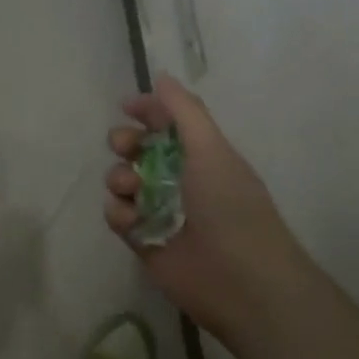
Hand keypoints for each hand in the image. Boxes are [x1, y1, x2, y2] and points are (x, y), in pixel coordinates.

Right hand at [104, 74, 306, 344]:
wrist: (241, 282)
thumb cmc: (230, 206)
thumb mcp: (211, 149)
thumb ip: (184, 110)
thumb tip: (161, 76)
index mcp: (200, 155)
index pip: (167, 123)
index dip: (148, 111)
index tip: (127, 107)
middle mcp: (179, 179)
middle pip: (138, 149)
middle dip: (125, 142)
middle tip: (125, 147)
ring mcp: (160, 211)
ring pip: (123, 181)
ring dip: (119, 177)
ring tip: (131, 189)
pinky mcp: (144, 241)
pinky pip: (117, 216)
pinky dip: (119, 212)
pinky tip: (131, 219)